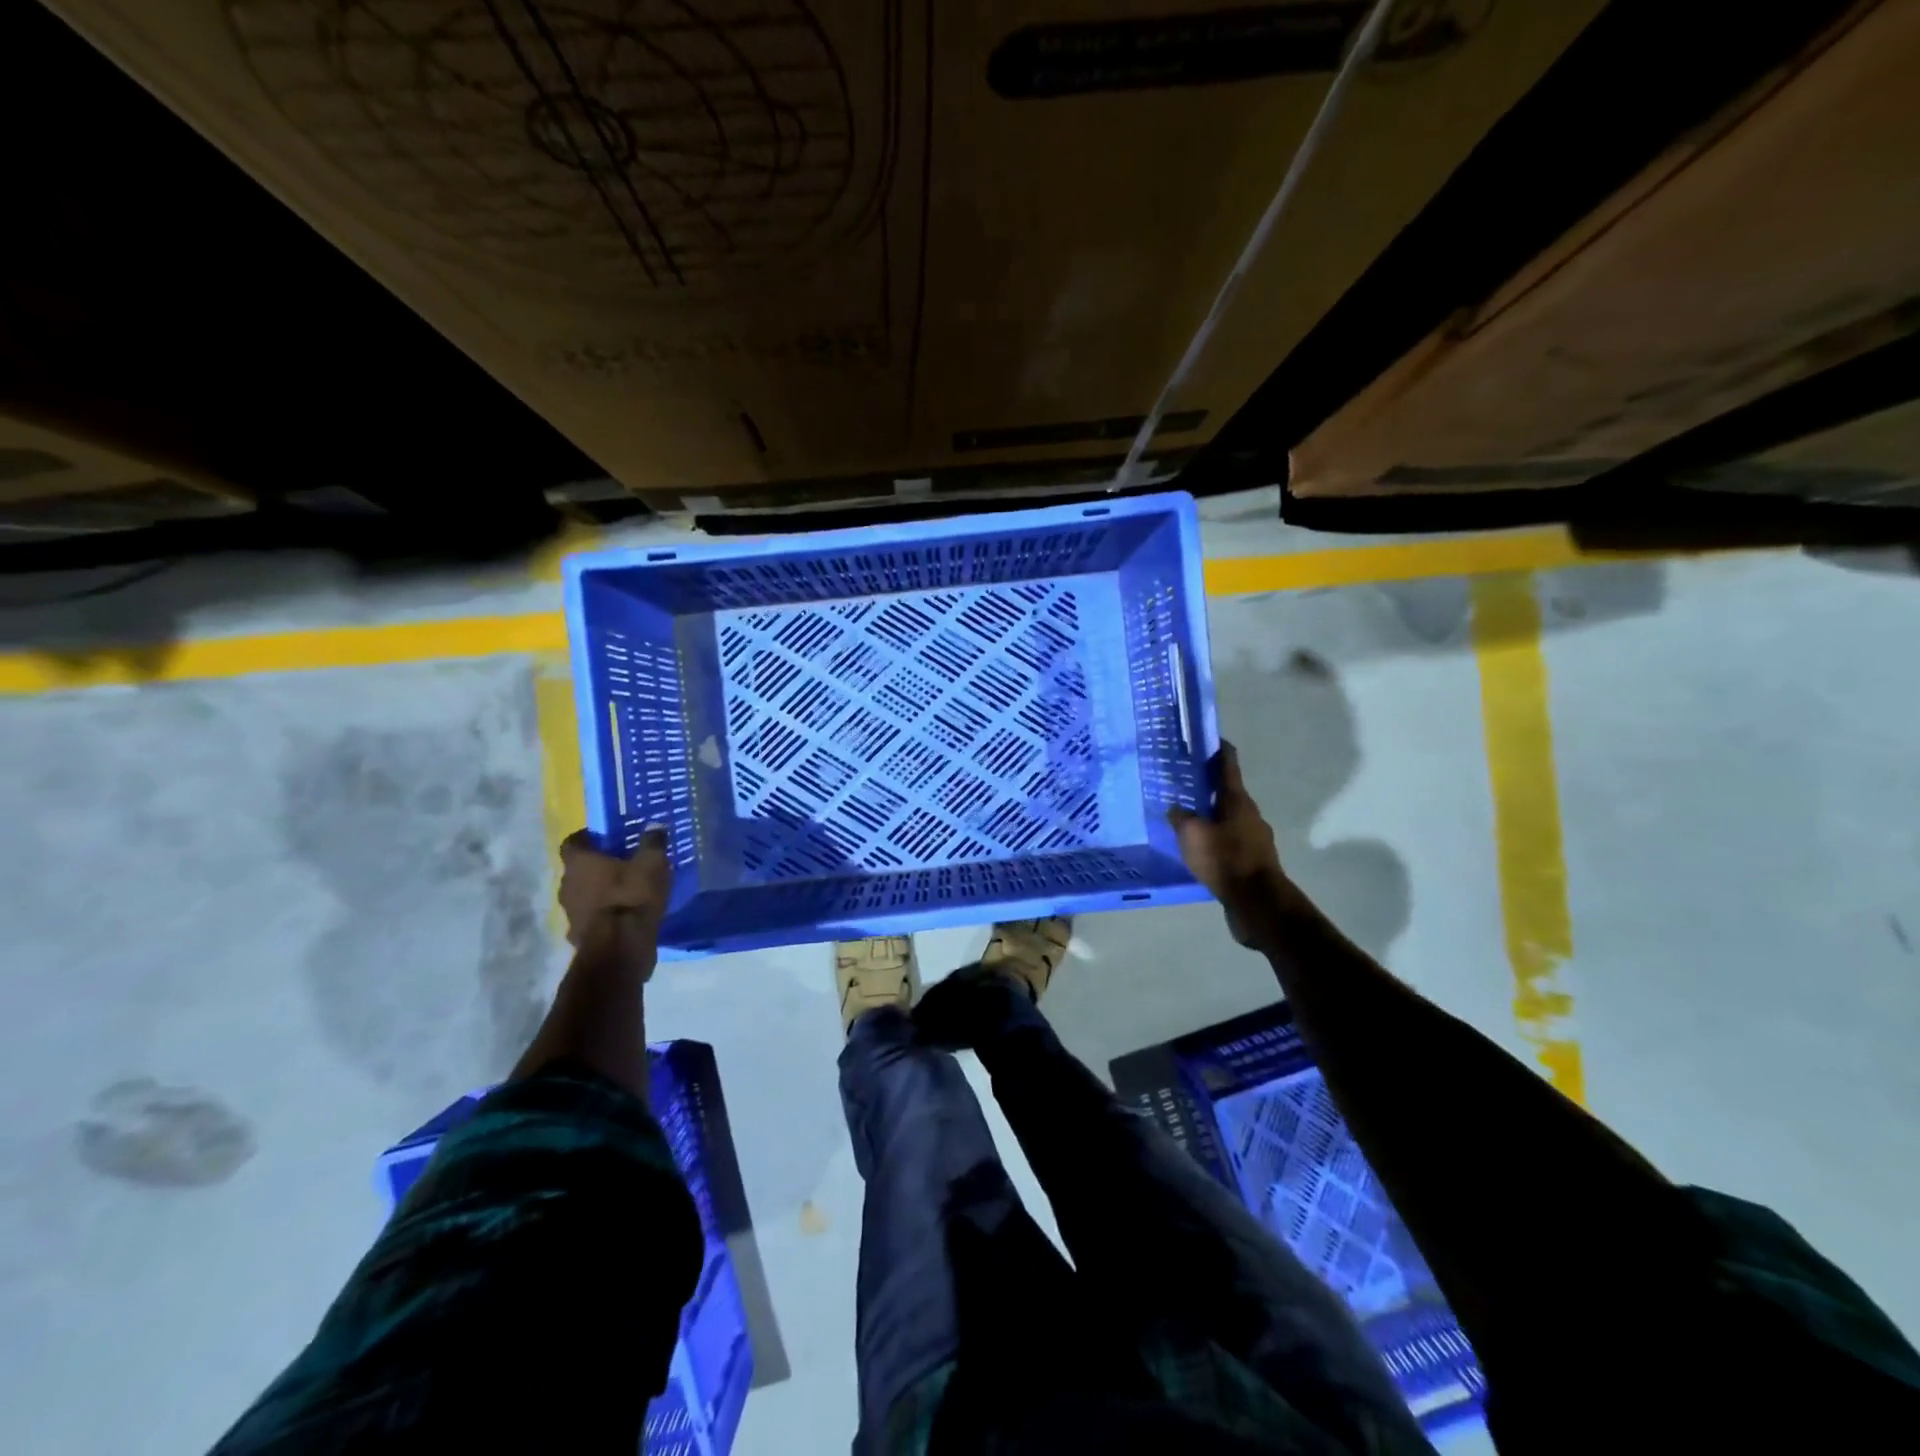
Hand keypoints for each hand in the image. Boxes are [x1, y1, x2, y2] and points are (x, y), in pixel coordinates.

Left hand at [557, 827, 671, 946]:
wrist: (620, 948)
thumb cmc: (632, 896)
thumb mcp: (652, 863)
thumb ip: (653, 842)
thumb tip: (655, 825)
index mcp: (579, 863)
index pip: (572, 842)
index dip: (587, 838)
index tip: (605, 838)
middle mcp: (566, 885)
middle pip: (577, 870)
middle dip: (595, 866)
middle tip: (620, 864)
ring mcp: (569, 913)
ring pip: (582, 895)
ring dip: (597, 892)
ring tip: (624, 892)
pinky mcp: (577, 936)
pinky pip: (589, 919)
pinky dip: (601, 916)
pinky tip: (621, 918)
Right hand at [1168, 743, 1290, 947]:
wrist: (1258, 903)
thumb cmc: (1225, 860)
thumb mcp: (1193, 835)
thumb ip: (1181, 817)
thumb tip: (1175, 808)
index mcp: (1237, 800)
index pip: (1228, 764)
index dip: (1218, 749)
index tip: (1206, 739)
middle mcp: (1249, 814)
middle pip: (1228, 791)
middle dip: (1208, 785)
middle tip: (1183, 782)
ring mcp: (1254, 838)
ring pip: (1228, 818)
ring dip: (1211, 814)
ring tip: (1186, 818)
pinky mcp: (1252, 861)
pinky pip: (1229, 841)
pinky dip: (1215, 838)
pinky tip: (1199, 848)